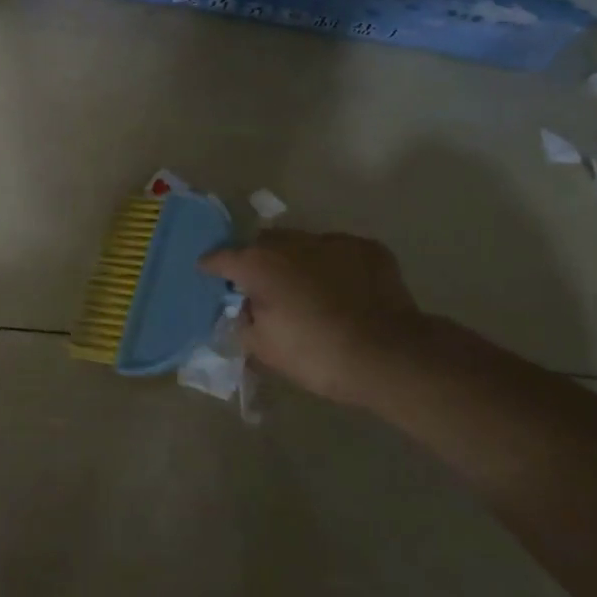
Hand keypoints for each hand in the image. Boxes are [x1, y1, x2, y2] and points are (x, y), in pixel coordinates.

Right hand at [202, 230, 431, 405]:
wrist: (389, 355)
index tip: (207, 271)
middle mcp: (291, 242)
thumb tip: (242, 312)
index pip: (222, 257)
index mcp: (259, 264)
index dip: (212, 265)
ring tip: (306, 287)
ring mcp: (332, 241)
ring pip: (303, 243)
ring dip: (297, 260)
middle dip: (259, 259)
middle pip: (264, 242)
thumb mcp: (266, 350)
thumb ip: (244, 325)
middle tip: (263, 285)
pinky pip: (338, 252)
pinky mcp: (367, 248)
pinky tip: (343, 289)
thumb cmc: (317, 354)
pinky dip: (333, 265)